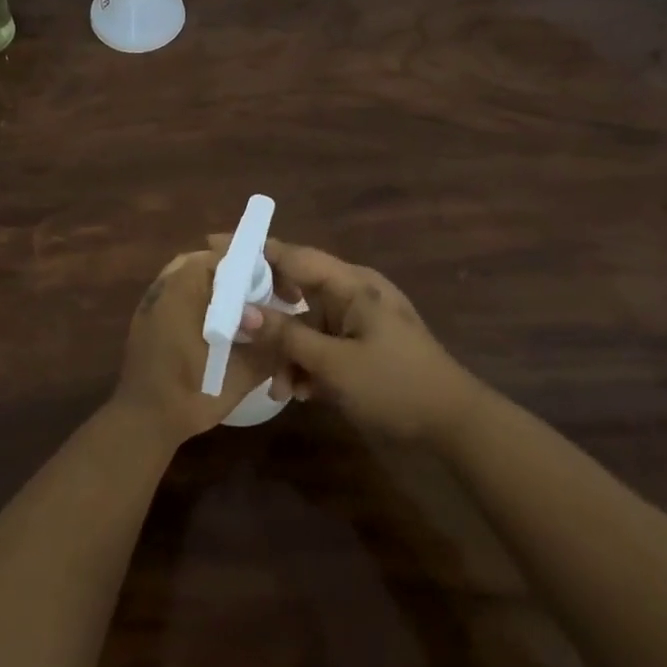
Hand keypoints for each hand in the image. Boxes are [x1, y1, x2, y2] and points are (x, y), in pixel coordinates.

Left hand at [115, 250, 275, 446]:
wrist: (142, 422)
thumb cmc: (190, 393)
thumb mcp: (240, 374)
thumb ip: (269, 348)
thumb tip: (293, 332)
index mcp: (184, 288)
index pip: (224, 256)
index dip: (254, 266)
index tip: (276, 285)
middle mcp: (164, 285)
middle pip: (206, 262)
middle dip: (235, 273)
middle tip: (262, 294)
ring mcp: (151, 300)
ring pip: (190, 276)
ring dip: (216, 285)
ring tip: (243, 307)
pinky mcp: (146, 317)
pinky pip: (177, 292)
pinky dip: (199, 297)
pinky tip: (217, 323)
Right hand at [236, 239, 482, 444]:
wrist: (452, 422)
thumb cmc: (394, 384)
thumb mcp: (335, 364)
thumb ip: (287, 337)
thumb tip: (243, 313)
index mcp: (352, 284)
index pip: (293, 256)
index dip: (253, 249)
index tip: (214, 244)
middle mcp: (353, 293)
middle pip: (295, 288)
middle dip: (265, 311)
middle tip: (230, 321)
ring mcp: (358, 319)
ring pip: (306, 323)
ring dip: (288, 351)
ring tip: (277, 387)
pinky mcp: (361, 344)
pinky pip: (322, 343)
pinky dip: (307, 363)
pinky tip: (298, 393)